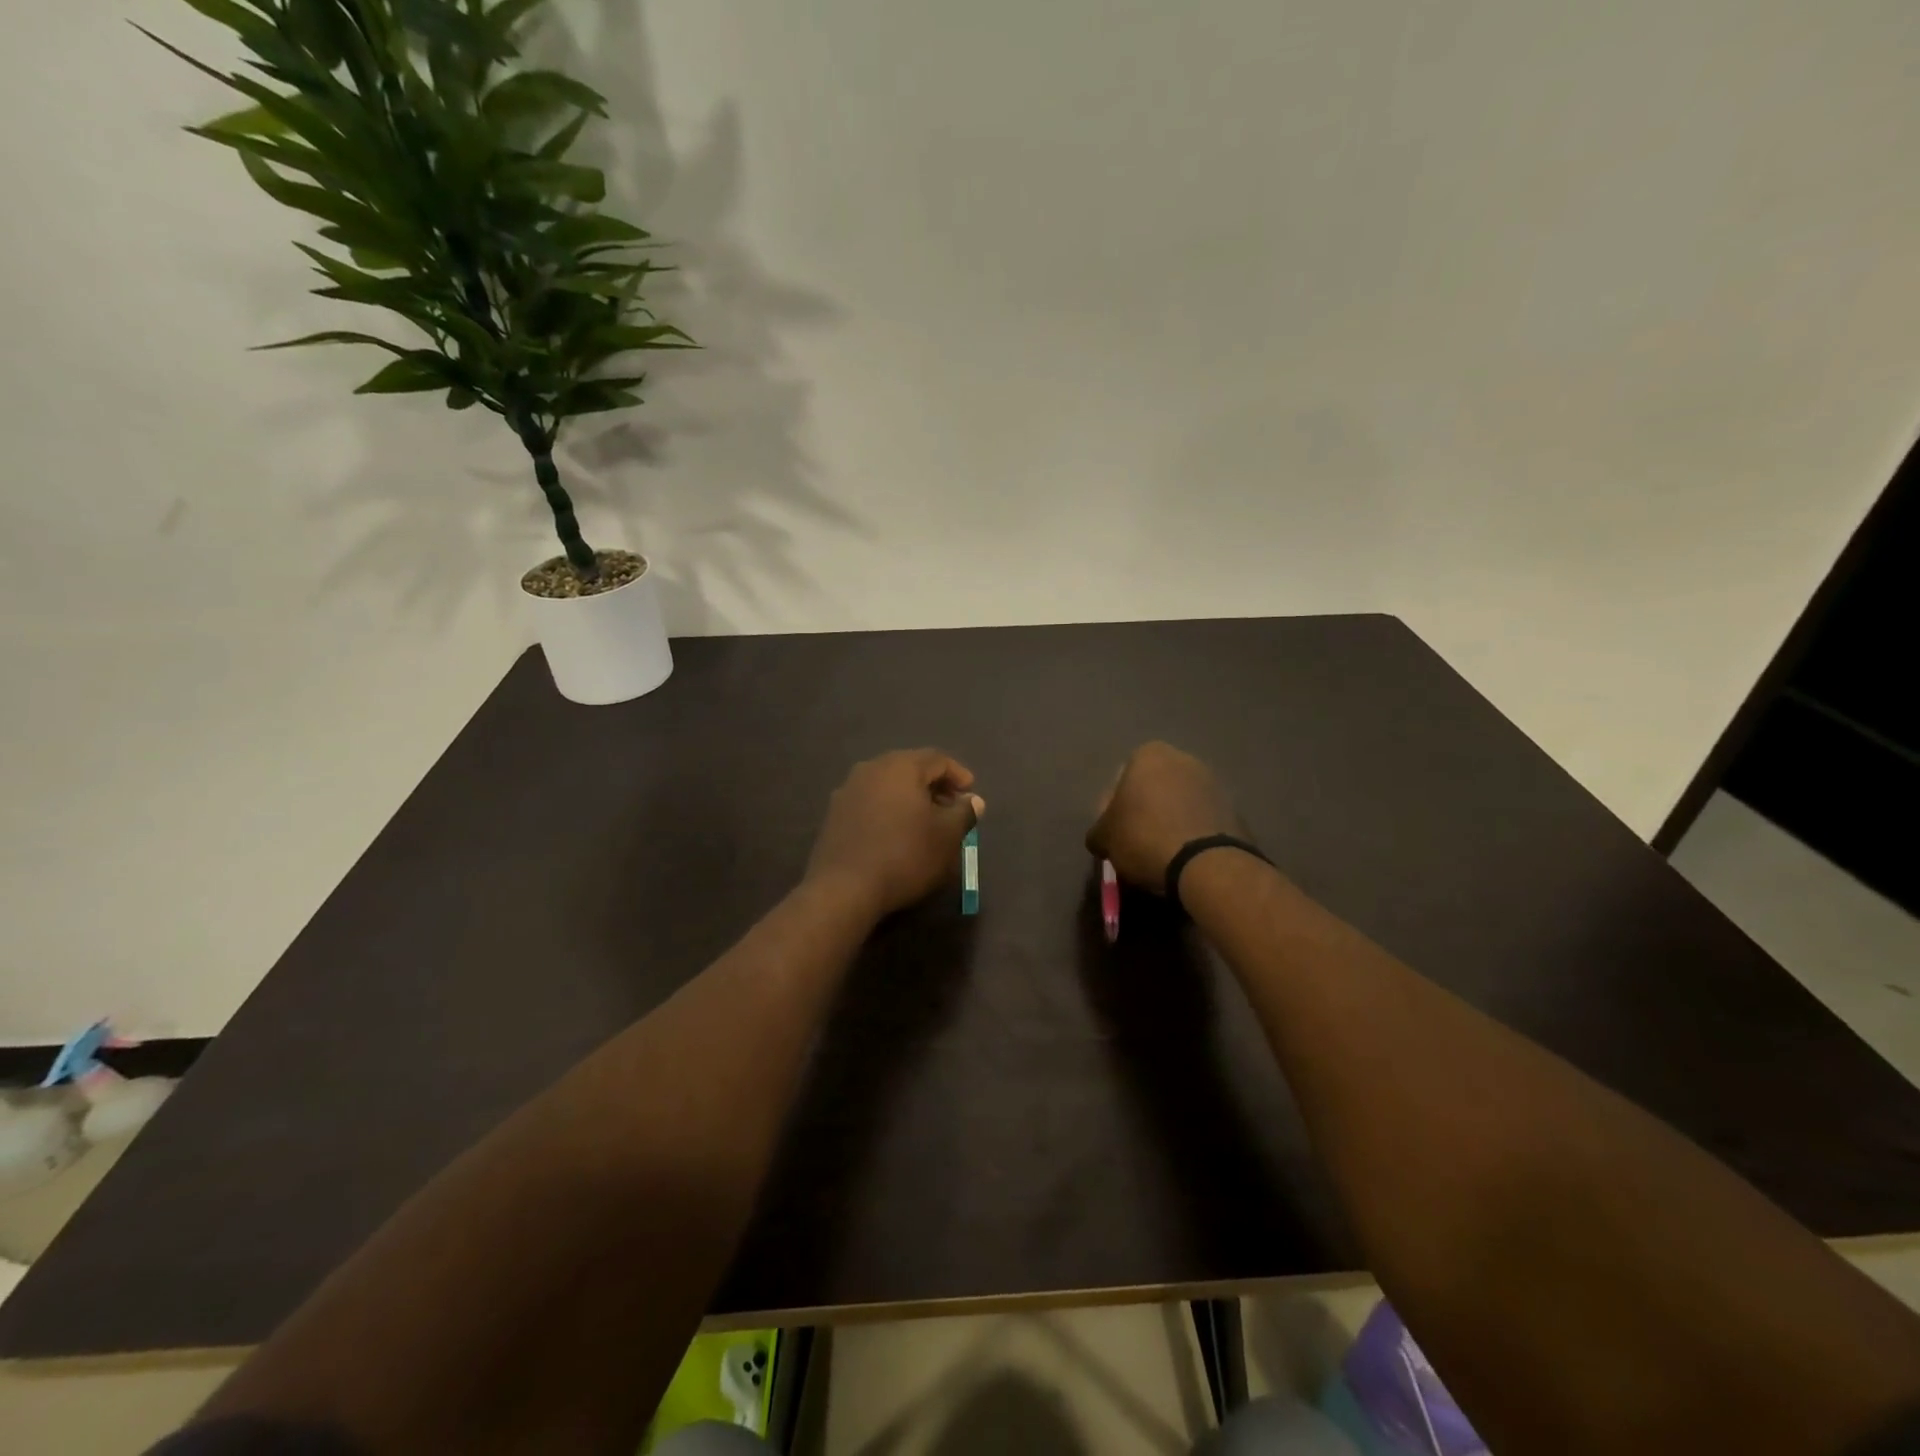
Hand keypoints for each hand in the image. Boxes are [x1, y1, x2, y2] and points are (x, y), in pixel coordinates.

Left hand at [805, 749, 984, 918]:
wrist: (845, 888)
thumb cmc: (905, 855)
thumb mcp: (947, 836)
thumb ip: (963, 812)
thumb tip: (973, 800)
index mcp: (901, 766)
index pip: (937, 759)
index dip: (958, 774)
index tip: (970, 794)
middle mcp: (871, 768)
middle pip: (910, 768)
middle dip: (934, 785)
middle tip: (951, 807)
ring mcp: (848, 790)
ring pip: (888, 785)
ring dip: (910, 798)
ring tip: (925, 821)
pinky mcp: (835, 814)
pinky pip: (870, 802)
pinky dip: (888, 810)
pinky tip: (896, 833)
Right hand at [1086, 741, 1245, 892]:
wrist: (1206, 865)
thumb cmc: (1144, 837)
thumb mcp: (1104, 838)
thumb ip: (1099, 831)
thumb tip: (1101, 838)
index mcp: (1149, 755)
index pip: (1122, 777)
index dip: (1114, 806)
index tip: (1115, 832)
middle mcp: (1185, 759)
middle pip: (1154, 787)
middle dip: (1146, 809)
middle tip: (1136, 841)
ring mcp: (1215, 783)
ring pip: (1181, 802)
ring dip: (1171, 820)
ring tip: (1163, 852)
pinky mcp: (1236, 810)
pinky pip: (1203, 820)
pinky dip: (1194, 833)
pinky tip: (1186, 857)